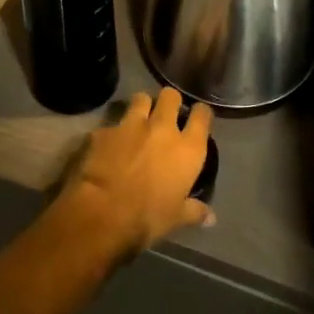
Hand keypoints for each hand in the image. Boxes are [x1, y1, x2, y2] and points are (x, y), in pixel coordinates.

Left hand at [56, 86, 213, 257]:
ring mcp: (131, 124)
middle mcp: (162, 128)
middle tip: (166, 115)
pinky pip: (112, 123)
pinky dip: (113, 132)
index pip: (202, 114)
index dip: (200, 113)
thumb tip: (211, 217)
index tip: (197, 118)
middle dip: (169, 101)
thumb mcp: (176, 218)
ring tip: (139, 121)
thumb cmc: (148, 217)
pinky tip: (109, 146)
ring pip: (141, 98)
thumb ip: (194, 211)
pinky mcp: (104, 130)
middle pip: (170, 95)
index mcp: (187, 149)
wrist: (102, 212)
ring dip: (142, 106)